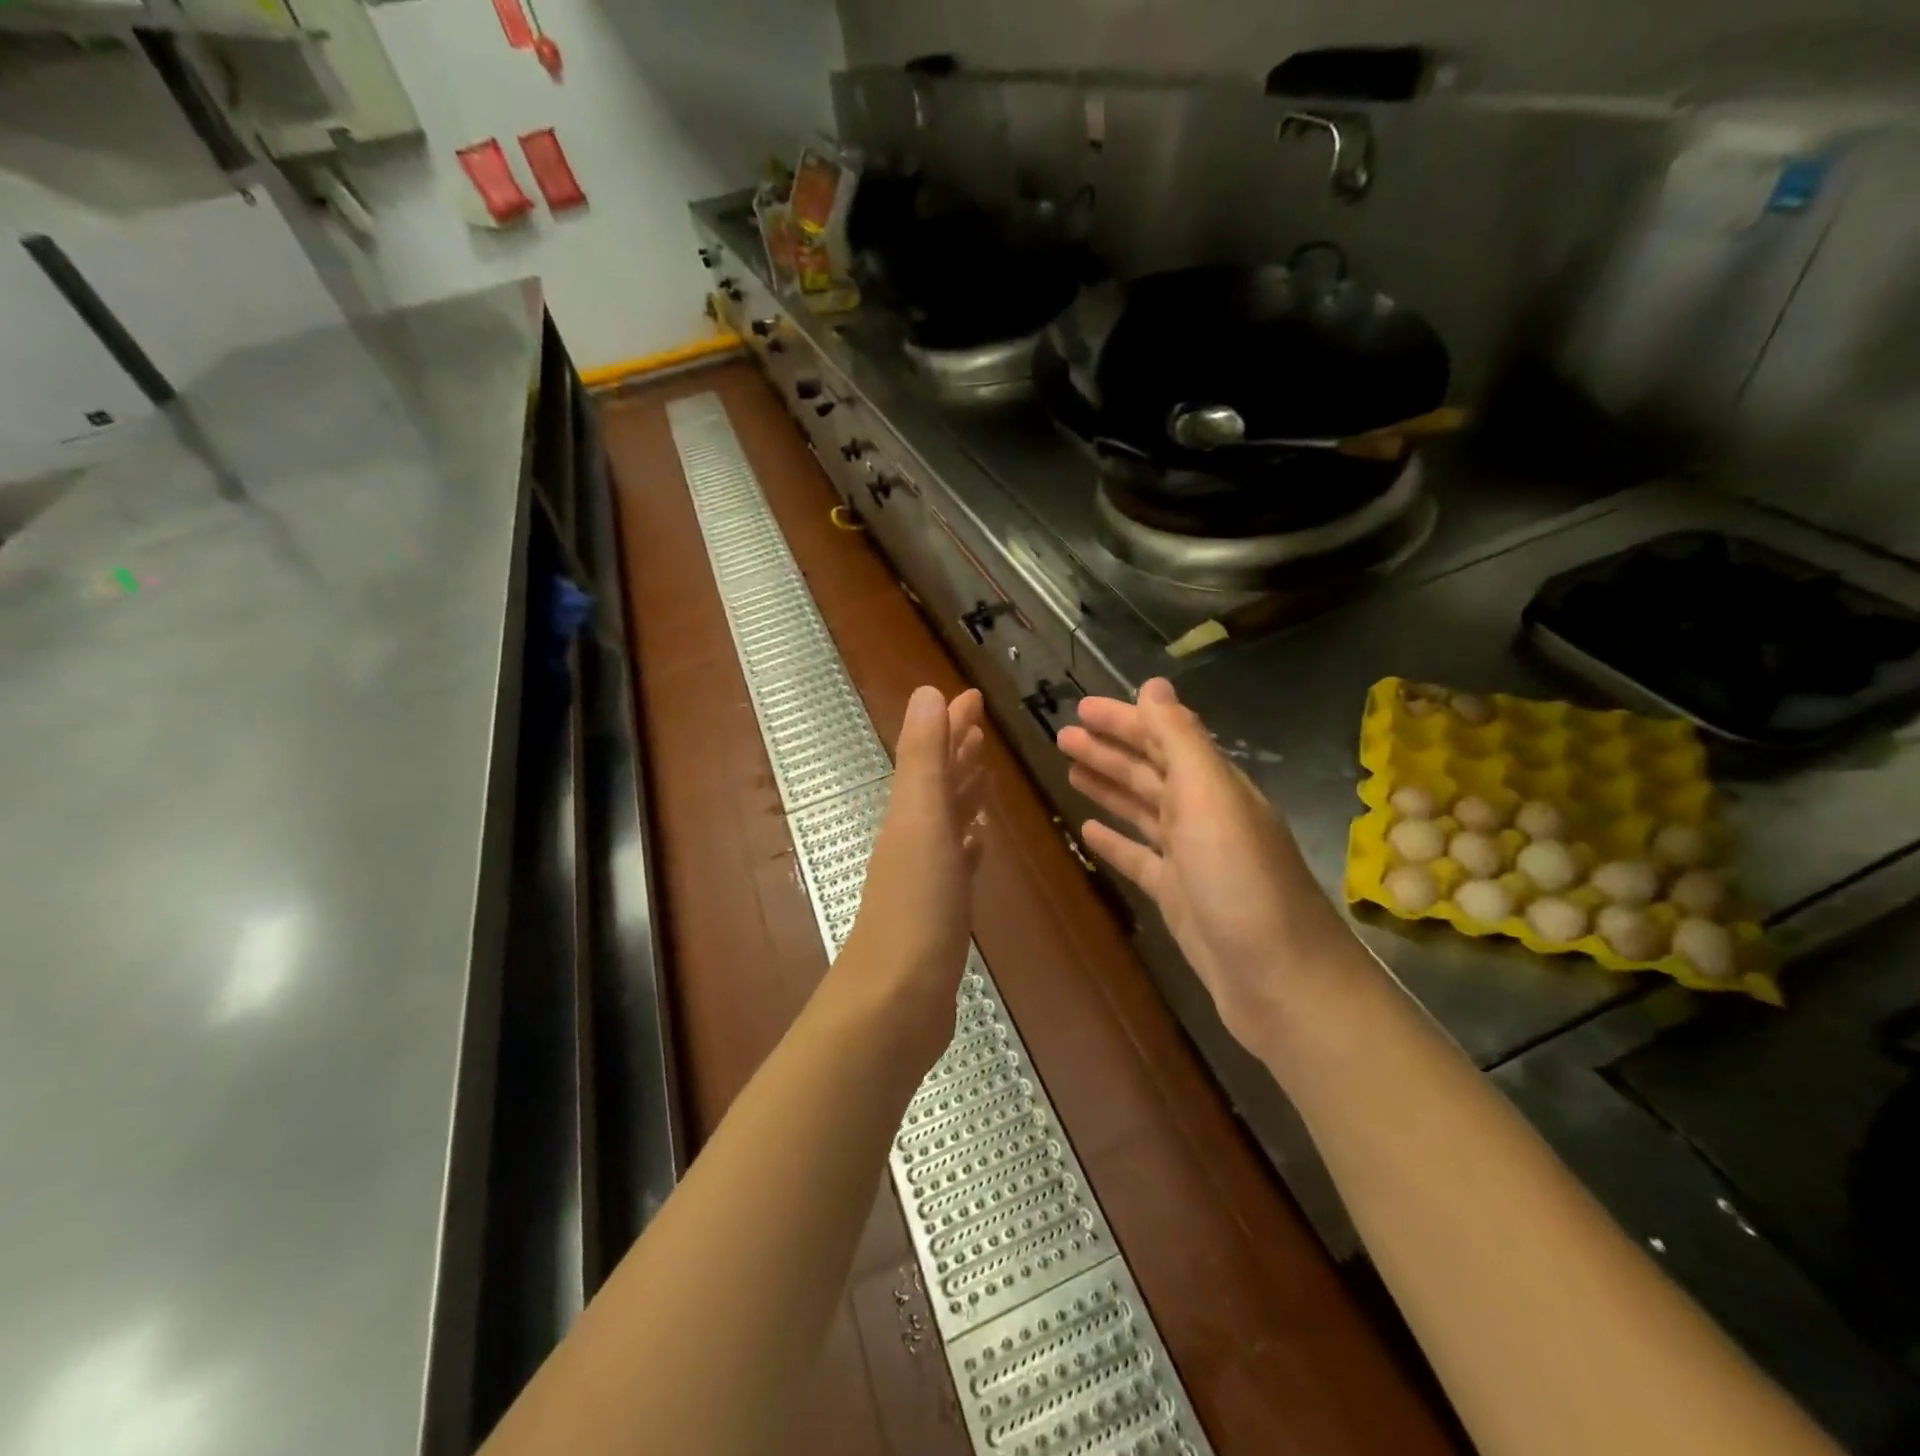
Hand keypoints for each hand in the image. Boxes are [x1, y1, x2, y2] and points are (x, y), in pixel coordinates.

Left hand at [838, 686, 987, 1066]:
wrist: (896, 998)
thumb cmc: (916, 905)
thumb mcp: (921, 820)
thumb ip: (924, 758)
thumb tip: (927, 692)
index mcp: (910, 812)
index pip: (932, 754)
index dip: (950, 723)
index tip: (973, 696)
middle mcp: (914, 837)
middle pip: (938, 782)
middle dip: (957, 750)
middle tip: (982, 726)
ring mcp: (926, 875)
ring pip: (948, 820)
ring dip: (964, 793)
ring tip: (985, 773)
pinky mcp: (941, 909)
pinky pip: (957, 861)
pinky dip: (968, 843)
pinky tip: (978, 840)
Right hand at [1057, 677, 1352, 1048]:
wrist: (1279, 980)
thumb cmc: (1240, 881)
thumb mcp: (1210, 798)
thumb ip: (1181, 740)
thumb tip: (1154, 684)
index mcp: (1213, 786)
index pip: (1163, 737)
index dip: (1124, 720)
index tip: (1080, 707)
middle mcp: (1203, 815)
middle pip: (1148, 771)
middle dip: (1108, 750)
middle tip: (1061, 736)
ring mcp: (1190, 857)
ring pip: (1141, 810)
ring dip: (1108, 787)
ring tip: (1069, 770)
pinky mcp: (1177, 896)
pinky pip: (1139, 857)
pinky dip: (1115, 840)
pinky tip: (1087, 830)